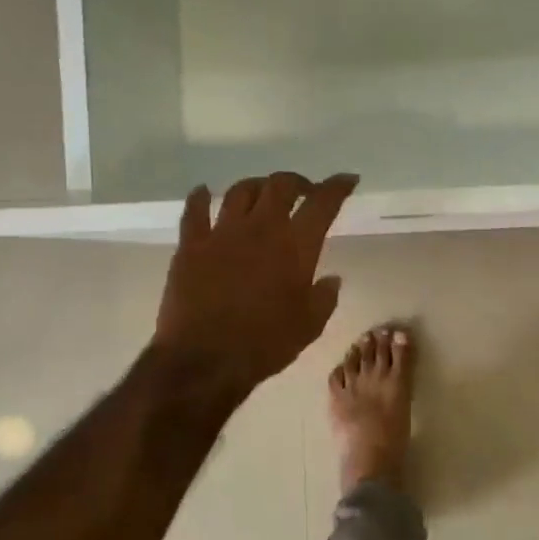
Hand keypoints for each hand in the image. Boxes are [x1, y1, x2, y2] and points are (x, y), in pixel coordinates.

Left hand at [155, 172, 357, 395]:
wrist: (205, 359)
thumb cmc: (265, 345)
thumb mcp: (309, 326)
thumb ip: (324, 297)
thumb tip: (331, 279)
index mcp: (296, 246)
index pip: (322, 203)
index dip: (337, 187)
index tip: (347, 180)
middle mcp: (261, 228)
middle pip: (280, 185)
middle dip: (297, 182)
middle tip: (305, 191)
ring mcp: (222, 233)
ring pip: (240, 191)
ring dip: (257, 186)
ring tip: (263, 193)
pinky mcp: (191, 245)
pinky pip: (194, 210)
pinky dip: (200, 197)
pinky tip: (203, 192)